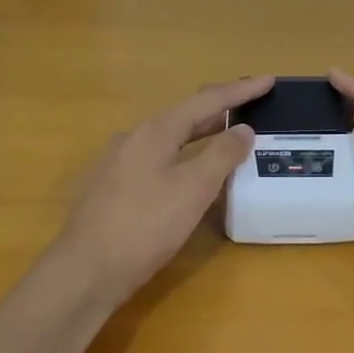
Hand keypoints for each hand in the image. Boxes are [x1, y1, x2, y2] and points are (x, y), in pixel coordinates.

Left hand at [51, 76, 271, 300]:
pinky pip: (158, 159)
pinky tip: (191, 173)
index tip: (269, 81)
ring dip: (201, 133)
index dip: (240, 91)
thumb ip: (222, 155)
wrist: (85, 272)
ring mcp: (119, 163)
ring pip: (169, 138)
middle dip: (220, 109)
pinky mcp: (113, 189)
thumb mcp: (193, 189)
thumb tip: (243, 129)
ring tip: (228, 134)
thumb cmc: (144, 226)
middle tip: (251, 105)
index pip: (206, 101)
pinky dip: (184, 155)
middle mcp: (134, 138)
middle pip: (185, 115)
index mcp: (155, 131)